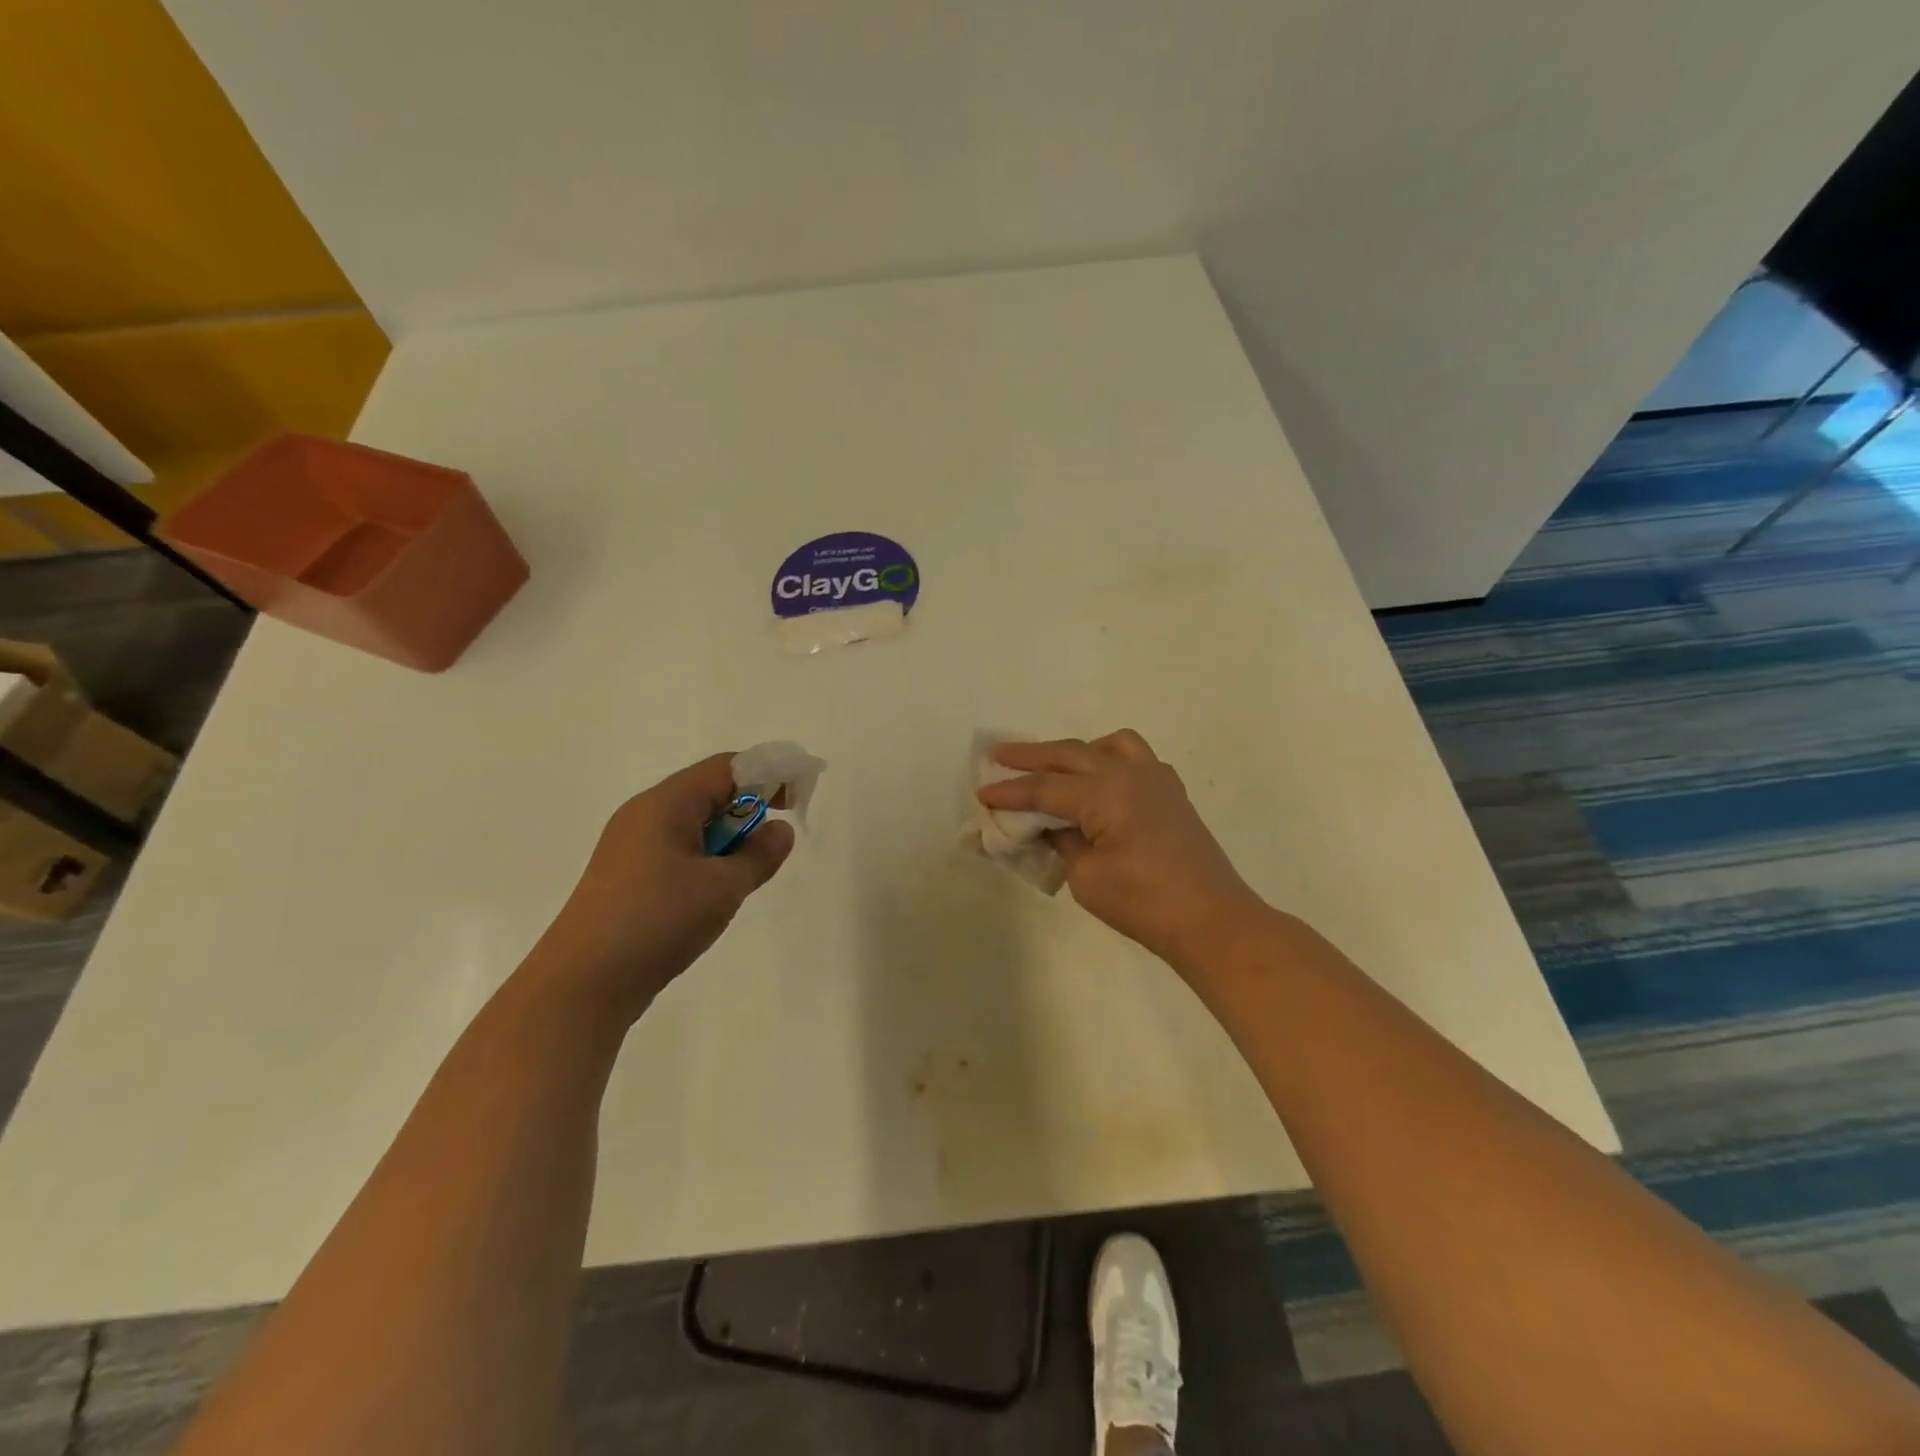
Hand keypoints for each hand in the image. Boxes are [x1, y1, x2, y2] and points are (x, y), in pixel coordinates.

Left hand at [530, 753, 793, 1019]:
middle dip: (749, 810)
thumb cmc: (657, 921)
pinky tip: (714, 894)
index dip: (768, 775)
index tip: (797, 802)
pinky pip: (677, 851)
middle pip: (709, 792)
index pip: (727, 768)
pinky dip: (706, 860)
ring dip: (728, 840)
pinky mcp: (626, 877)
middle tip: (774, 843)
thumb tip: (779, 831)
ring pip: (694, 825)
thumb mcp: (722, 887)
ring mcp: (631, 847)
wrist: (582, 984)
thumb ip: (759, 855)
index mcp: (665, 804)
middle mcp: (644, 815)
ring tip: (744, 876)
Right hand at [977, 731, 1265, 968]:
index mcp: (1106, 792)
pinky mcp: (1172, 793)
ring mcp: (1157, 779)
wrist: (1212, 921)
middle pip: (1071, 754)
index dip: (1010, 792)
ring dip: (1077, 751)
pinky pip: (1135, 759)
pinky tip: (1100, 784)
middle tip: (999, 755)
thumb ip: (1062, 841)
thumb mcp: (1086, 877)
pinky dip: (1109, 760)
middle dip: (1032, 755)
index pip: (1045, 788)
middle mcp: (1131, 773)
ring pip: (1109, 745)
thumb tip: (1050, 825)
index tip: (982, 794)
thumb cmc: (1144, 903)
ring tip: (1056, 766)